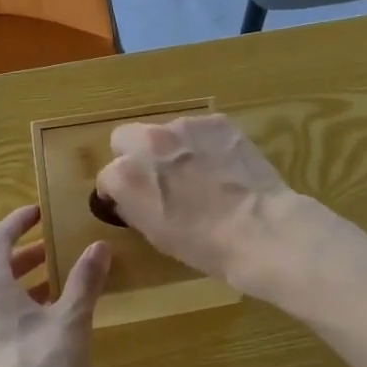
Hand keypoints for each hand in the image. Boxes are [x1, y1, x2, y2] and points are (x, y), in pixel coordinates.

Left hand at [0, 205, 110, 366]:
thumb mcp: (72, 320)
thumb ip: (84, 280)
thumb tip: (99, 246)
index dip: (17, 222)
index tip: (38, 213)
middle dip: (24, 259)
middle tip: (53, 253)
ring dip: (19, 292)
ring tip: (53, 296)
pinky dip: (11, 321)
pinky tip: (37, 339)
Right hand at [94, 114, 293, 289]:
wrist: (259, 229)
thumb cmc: (204, 245)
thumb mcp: (155, 233)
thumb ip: (134, 206)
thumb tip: (130, 197)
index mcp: (125, 175)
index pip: (107, 176)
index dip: (119, 192)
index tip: (135, 202)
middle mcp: (148, 142)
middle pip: (125, 138)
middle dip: (135, 155)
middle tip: (159, 178)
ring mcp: (184, 126)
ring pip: (165, 131)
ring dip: (173, 148)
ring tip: (200, 173)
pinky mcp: (216, 121)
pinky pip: (200, 130)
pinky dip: (205, 144)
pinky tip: (224, 166)